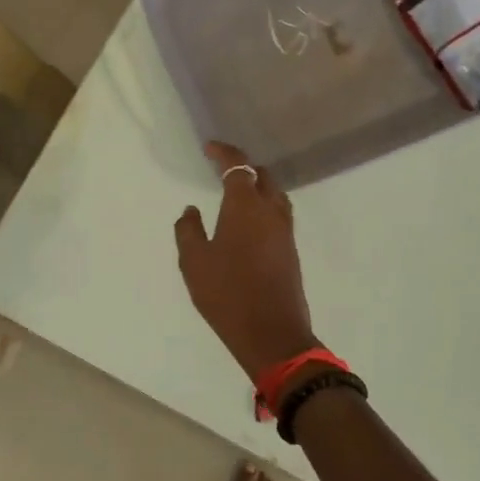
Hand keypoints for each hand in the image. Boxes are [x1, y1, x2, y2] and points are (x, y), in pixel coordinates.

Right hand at [174, 143, 317, 381]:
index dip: (224, 152)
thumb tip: (191, 210)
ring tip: (236, 194)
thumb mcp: (194, 262)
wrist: (272, 333)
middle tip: (222, 171)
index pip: (238, 165)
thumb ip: (189, 230)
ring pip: (275, 195)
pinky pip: (278, 215)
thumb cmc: (227, 294)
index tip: (209, 147)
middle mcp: (271, 211)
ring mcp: (285, 231)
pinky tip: (249, 223)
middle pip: (262, 176)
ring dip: (257, 187)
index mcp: (246, 206)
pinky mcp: (291, 250)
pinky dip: (264, 207)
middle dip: (243, 167)